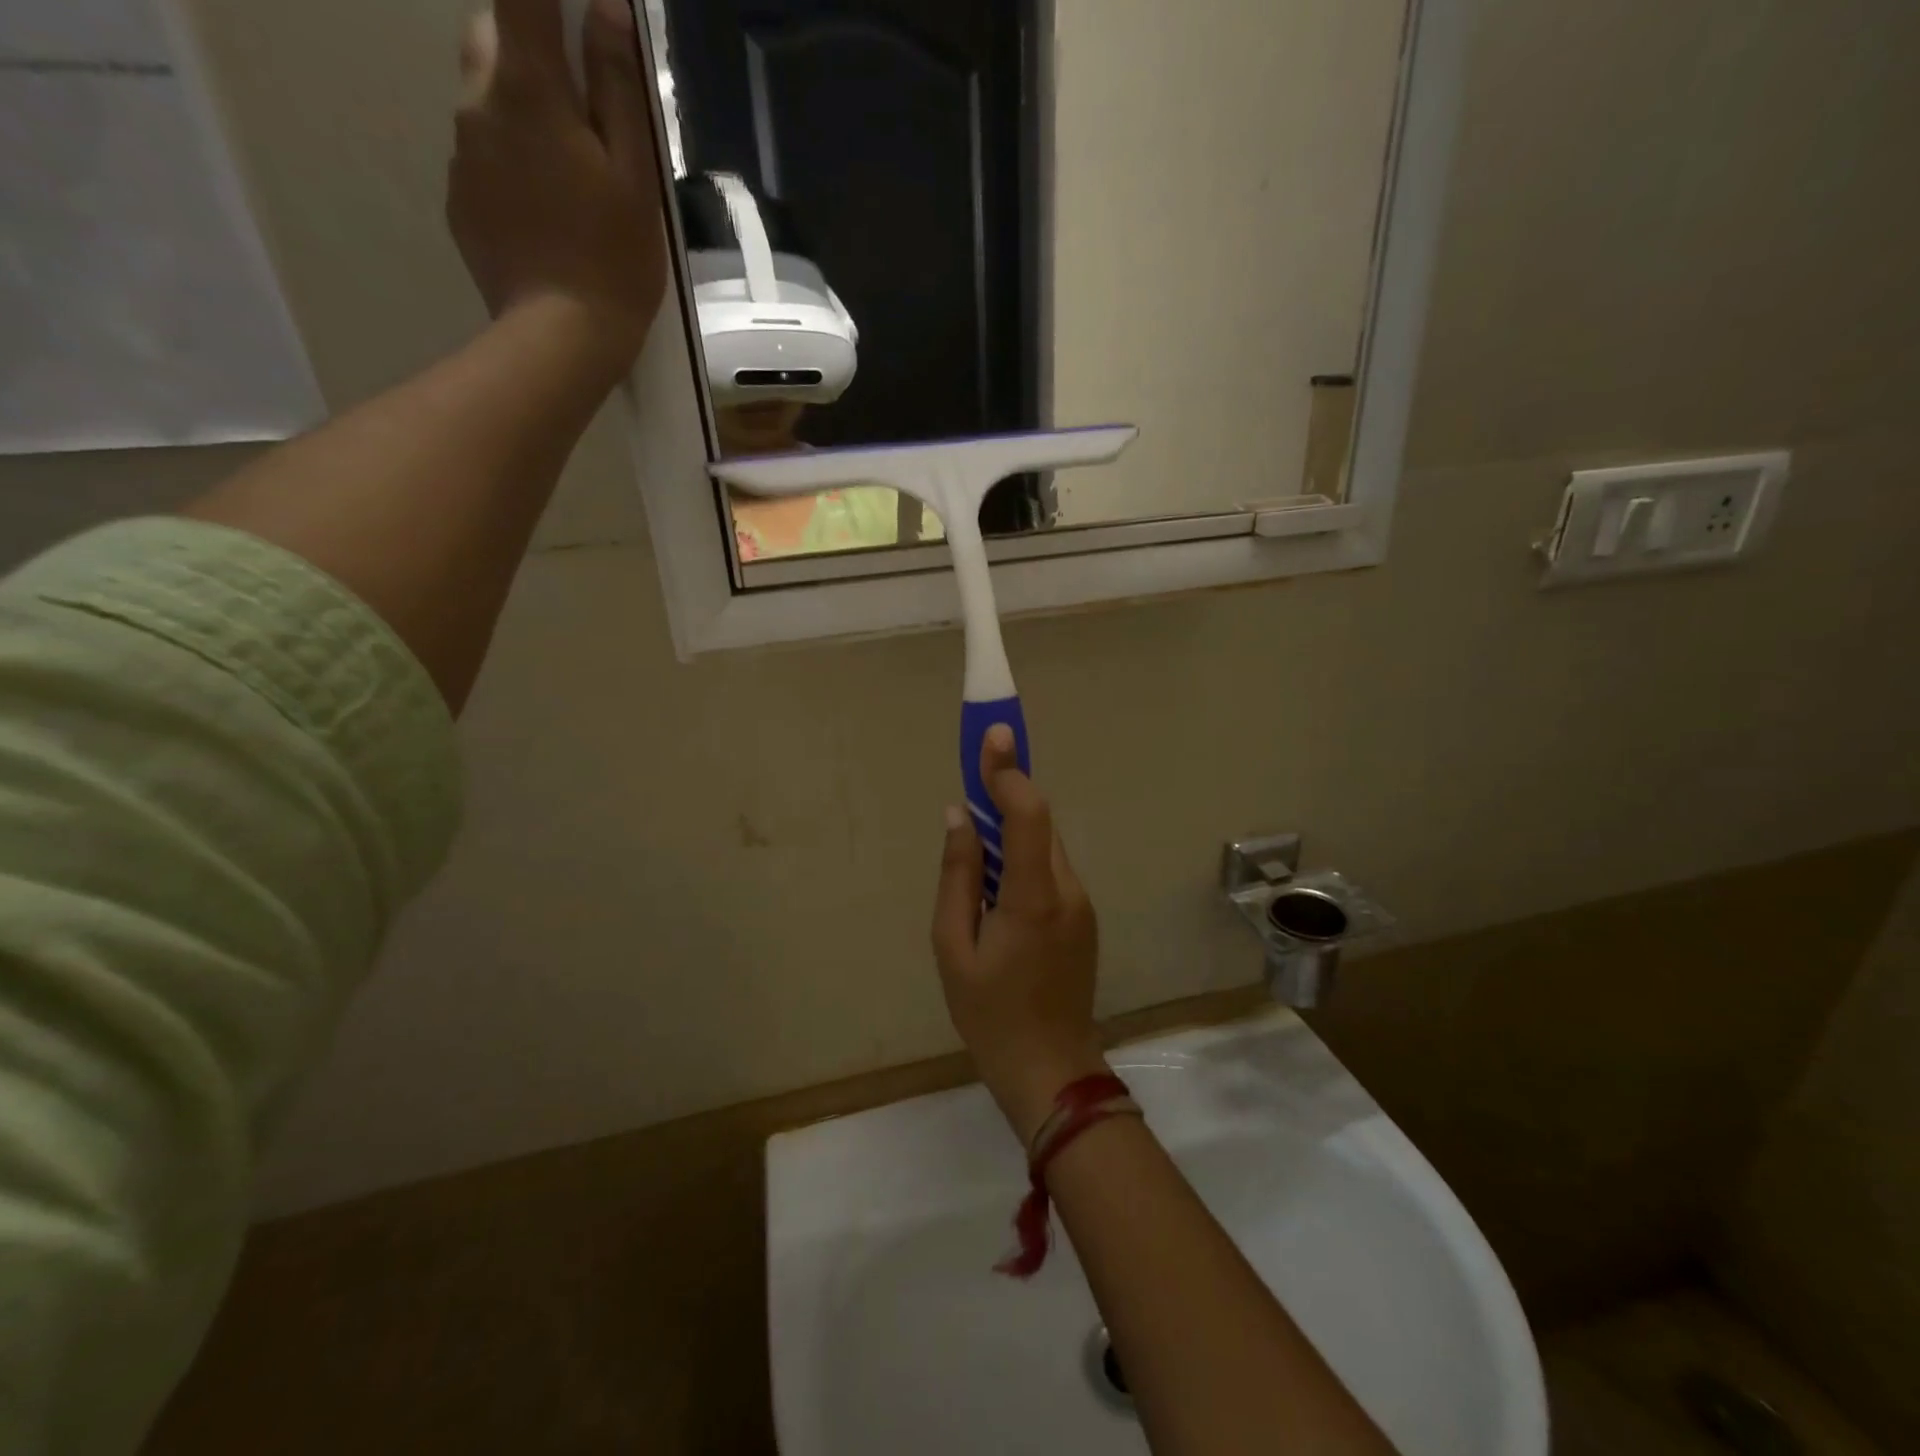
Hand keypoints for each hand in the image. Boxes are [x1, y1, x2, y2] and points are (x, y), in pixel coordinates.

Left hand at [448, 0, 667, 372]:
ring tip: (568, 173)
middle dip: (532, 44)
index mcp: (529, 88)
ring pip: (485, 98)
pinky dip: (510, 163)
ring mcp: (461, 153)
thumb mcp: (635, 178)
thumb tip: (606, 6)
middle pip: (493, 34)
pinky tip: (546, 214)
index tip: (573, 8)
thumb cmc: (613, 261)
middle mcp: (478, 102)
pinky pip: (481, 156)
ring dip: (521, 109)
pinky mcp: (459, 200)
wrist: (560, 338)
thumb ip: (618, 90)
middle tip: (580, 97)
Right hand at [932, 725, 1106, 1144]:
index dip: (1009, 771)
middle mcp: (1067, 889)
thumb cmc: (989, 1012)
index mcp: (1033, 896)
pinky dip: (1024, 858)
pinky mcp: (1083, 917)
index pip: (1028, 814)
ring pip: (1045, 846)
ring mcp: (1081, 904)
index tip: (993, 734)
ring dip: (1013, 829)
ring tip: (977, 839)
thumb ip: (957, 874)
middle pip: (1038, 824)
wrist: (1051, 1068)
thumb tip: (959, 815)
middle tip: (973, 775)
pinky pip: (1050, 870)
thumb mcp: (953, 945)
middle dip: (1007, 794)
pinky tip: (997, 883)